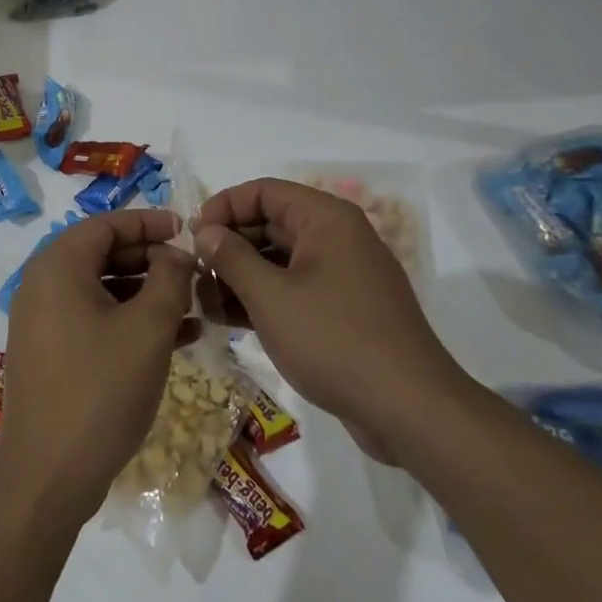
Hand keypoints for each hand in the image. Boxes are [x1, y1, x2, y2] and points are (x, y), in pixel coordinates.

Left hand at [0, 208, 197, 526]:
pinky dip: (130, 321)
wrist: (48, 476)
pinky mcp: (51, 353)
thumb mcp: (147, 329)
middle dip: (152, 258)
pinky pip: (95, 321)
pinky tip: (176, 336)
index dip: (149, 222)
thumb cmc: (100, 389)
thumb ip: (169, 278)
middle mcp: (43, 285)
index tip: (187, 230)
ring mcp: (44, 322)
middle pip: (103, 254)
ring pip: (102, 290)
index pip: (106, 224)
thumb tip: (178, 250)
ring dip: (147, 293)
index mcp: (57, 266)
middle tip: (194, 268)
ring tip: (194, 303)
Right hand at [194, 179, 472, 463]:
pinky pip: (295, 289)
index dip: (224, 207)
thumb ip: (231, 257)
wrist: (410, 410)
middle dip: (228, 246)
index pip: (264, 191)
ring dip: (240, 276)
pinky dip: (263, 298)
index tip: (191, 236)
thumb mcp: (271, 297)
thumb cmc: (334, 340)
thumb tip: (205, 231)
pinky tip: (229, 320)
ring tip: (203, 301)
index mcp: (326, 219)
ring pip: (280, 260)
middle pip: (270, 224)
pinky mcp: (344, 310)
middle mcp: (337, 238)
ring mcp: (343, 275)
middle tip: (192, 273)